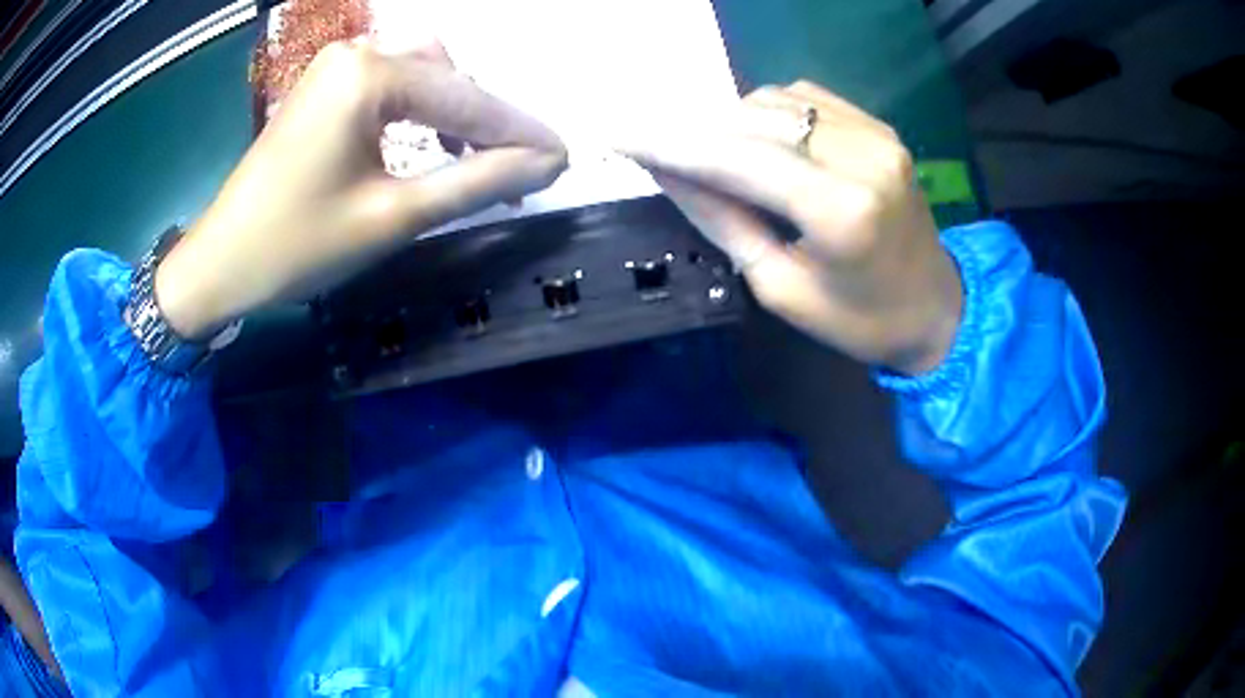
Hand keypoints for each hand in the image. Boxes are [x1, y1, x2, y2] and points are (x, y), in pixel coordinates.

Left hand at [156, 39, 567, 339]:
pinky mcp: (324, 85)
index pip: (465, 99)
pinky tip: (430, 140)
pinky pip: (392, 82)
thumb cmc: (298, 245)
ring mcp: (335, 65)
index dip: (519, 132)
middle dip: (487, 121)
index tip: (565, 158)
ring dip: (455, 110)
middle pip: (447, 76)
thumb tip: (545, 165)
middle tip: (519, 168)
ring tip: (475, 158)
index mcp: (369, 75)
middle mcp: (356, 53)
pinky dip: (421, 108)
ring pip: (423, 73)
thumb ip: (476, 182)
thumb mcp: (394, 217)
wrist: (221, 262)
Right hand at [623, 82, 962, 374]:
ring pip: (774, 101)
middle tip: (658, 149)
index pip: (738, 158)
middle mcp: (862, 156)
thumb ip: (723, 220)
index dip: (672, 145)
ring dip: (730, 121)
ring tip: (713, 154)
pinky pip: (804, 97)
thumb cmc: (859, 320)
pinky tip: (759, 141)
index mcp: (840, 212)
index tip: (621, 137)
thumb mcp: (781, 288)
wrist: (935, 308)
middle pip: (752, 119)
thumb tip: (667, 171)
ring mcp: (875, 134)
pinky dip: (767, 113)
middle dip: (695, 131)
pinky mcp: (879, 127)